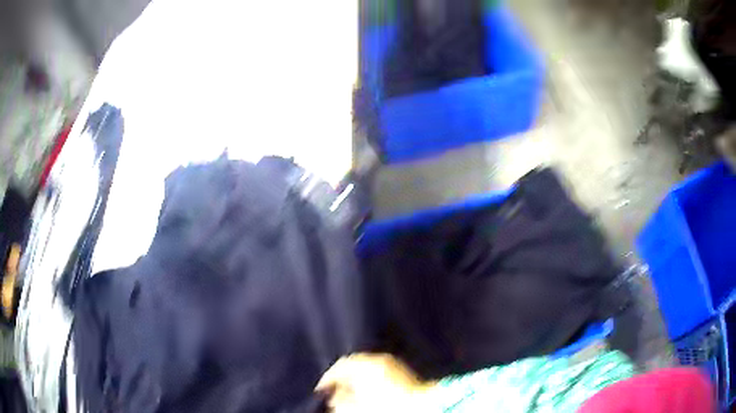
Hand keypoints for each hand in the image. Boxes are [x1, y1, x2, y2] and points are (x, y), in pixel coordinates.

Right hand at [316, 353, 435, 412]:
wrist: (424, 407)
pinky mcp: (404, 372)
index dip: (328, 379)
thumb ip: (340, 401)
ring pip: (368, 370)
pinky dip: (371, 381)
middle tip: (335, 392)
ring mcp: (394, 364)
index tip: (321, 390)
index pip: (340, 366)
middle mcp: (380, 359)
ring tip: (351, 395)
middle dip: (343, 379)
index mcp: (365, 363)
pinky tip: (369, 393)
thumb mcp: (357, 407)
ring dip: (357, 380)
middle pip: (354, 365)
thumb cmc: (388, 407)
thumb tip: (335, 397)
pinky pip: (380, 373)